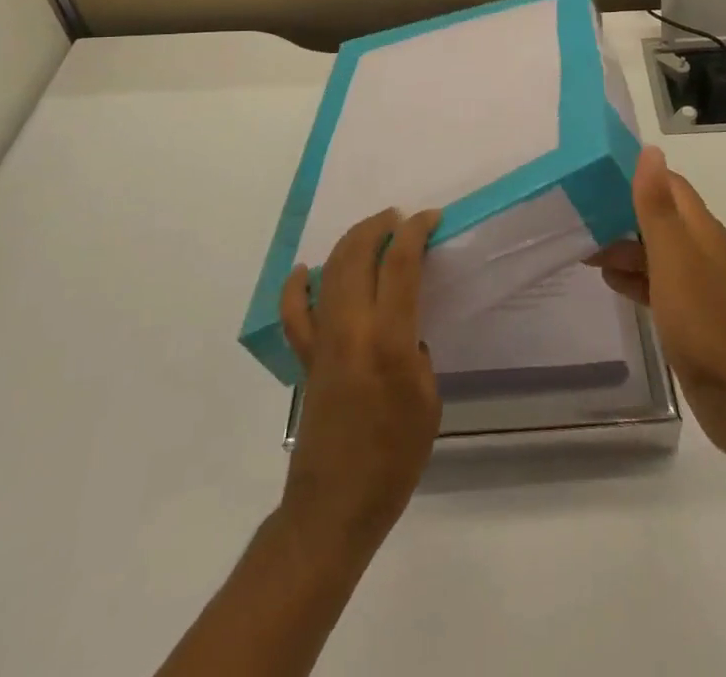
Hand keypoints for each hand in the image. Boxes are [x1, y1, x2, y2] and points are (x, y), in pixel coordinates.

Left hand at [278, 208, 442, 557]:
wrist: (335, 507)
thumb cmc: (394, 460)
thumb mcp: (427, 403)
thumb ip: (416, 354)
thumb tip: (405, 330)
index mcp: (389, 340)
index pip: (400, 265)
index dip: (415, 232)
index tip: (430, 218)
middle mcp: (351, 330)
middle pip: (358, 255)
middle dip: (379, 226)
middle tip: (400, 218)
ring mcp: (323, 341)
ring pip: (330, 272)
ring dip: (350, 243)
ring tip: (371, 231)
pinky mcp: (305, 359)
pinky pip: (295, 313)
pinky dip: (297, 286)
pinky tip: (306, 270)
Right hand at [587, 146, 725, 460]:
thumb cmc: (700, 318)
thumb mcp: (671, 256)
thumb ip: (656, 205)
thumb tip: (651, 150)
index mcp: (700, 228)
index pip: (669, 184)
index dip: (637, 176)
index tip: (598, 175)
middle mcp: (700, 248)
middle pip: (658, 217)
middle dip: (622, 215)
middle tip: (581, 218)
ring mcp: (696, 282)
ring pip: (654, 251)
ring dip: (623, 248)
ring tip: (586, 252)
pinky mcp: (688, 311)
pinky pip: (656, 282)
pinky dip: (634, 277)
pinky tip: (610, 282)